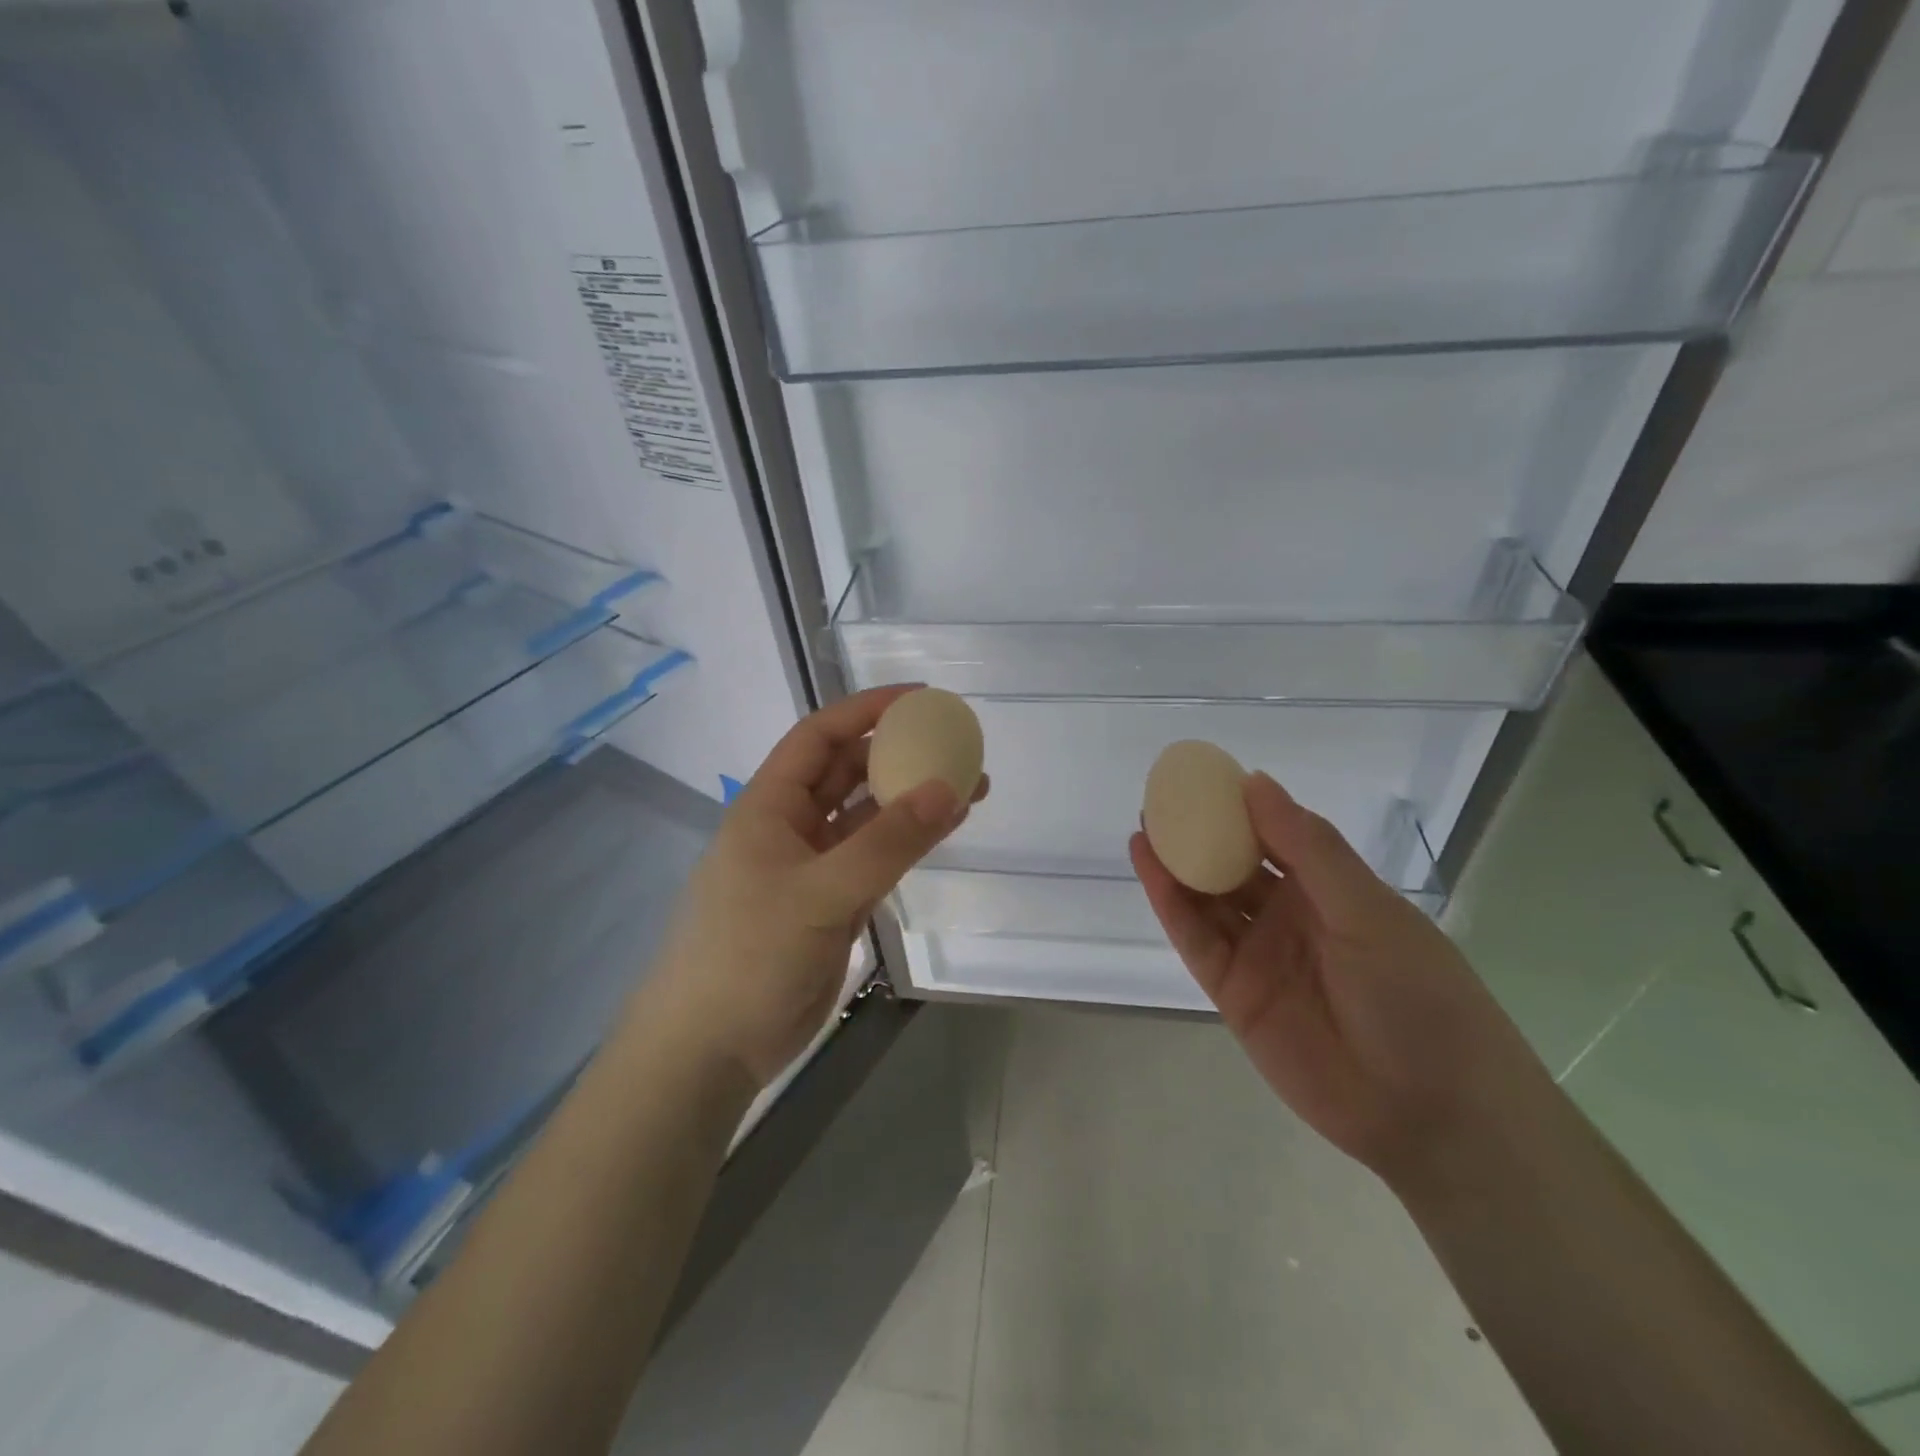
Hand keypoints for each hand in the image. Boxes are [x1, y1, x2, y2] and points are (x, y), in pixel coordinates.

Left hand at [644, 686, 986, 1087]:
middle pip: (848, 772)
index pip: (820, 737)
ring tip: (970, 787)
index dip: (867, 709)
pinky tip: (945, 830)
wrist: (710, 1049)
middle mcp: (790, 827)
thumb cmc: (748, 957)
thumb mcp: (821, 894)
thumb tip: (949, 788)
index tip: (921, 698)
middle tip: (956, 746)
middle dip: (899, 753)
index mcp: (769, 806)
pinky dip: (908, 842)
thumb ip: (887, 843)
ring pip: (867, 817)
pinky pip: (875, 858)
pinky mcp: (830, 904)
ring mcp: (812, 867)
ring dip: (911, 799)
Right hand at [1130, 772, 1547, 1181]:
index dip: (1240, 805)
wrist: (1431, 1114)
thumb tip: (1255, 781)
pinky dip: (1169, 904)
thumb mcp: (1368, 911)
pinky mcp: (1232, 992)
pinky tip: (1149, 868)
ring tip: (1144, 826)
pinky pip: (1195, 938)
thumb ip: (1308, 848)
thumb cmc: (1418, 997)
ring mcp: (1259, 954)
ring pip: (1207, 899)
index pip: (1276, 834)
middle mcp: (1290, 916)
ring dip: (1176, 864)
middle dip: (1199, 832)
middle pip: (1234, 864)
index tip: (1203, 774)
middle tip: (1160, 798)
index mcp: (1331, 890)